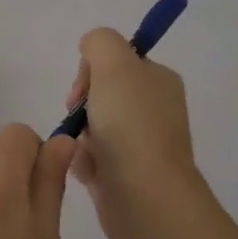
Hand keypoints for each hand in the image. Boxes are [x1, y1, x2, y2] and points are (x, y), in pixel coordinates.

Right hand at [66, 28, 202, 238]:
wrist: (145, 196)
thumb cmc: (130, 125)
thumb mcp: (115, 64)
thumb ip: (100, 42)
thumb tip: (90, 52)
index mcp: (158, 80)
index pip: (115, 61)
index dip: (91, 71)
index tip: (83, 90)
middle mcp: (153, 108)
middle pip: (99, 94)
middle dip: (81, 106)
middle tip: (80, 118)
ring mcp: (140, 143)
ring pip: (91, 127)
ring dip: (79, 136)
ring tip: (85, 152)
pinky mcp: (125, 173)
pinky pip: (90, 158)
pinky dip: (83, 163)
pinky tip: (89, 172)